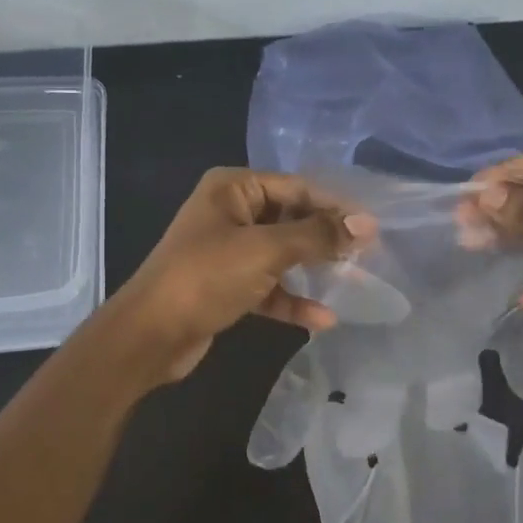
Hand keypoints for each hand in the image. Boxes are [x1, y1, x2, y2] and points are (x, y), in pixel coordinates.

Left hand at [100, 169, 374, 386]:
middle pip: (291, 219)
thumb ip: (318, 236)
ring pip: (282, 254)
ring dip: (313, 270)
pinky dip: (292, 300)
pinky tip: (322, 319)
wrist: (150, 335)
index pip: (296, 187)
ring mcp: (227, 250)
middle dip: (326, 239)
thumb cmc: (206, 277)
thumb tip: (367, 225)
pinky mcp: (226, 285)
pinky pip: (268, 286)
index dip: (335, 206)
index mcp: (233, 188)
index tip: (372, 229)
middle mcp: (230, 212)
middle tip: (367, 256)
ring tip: (353, 283)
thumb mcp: (266, 250)